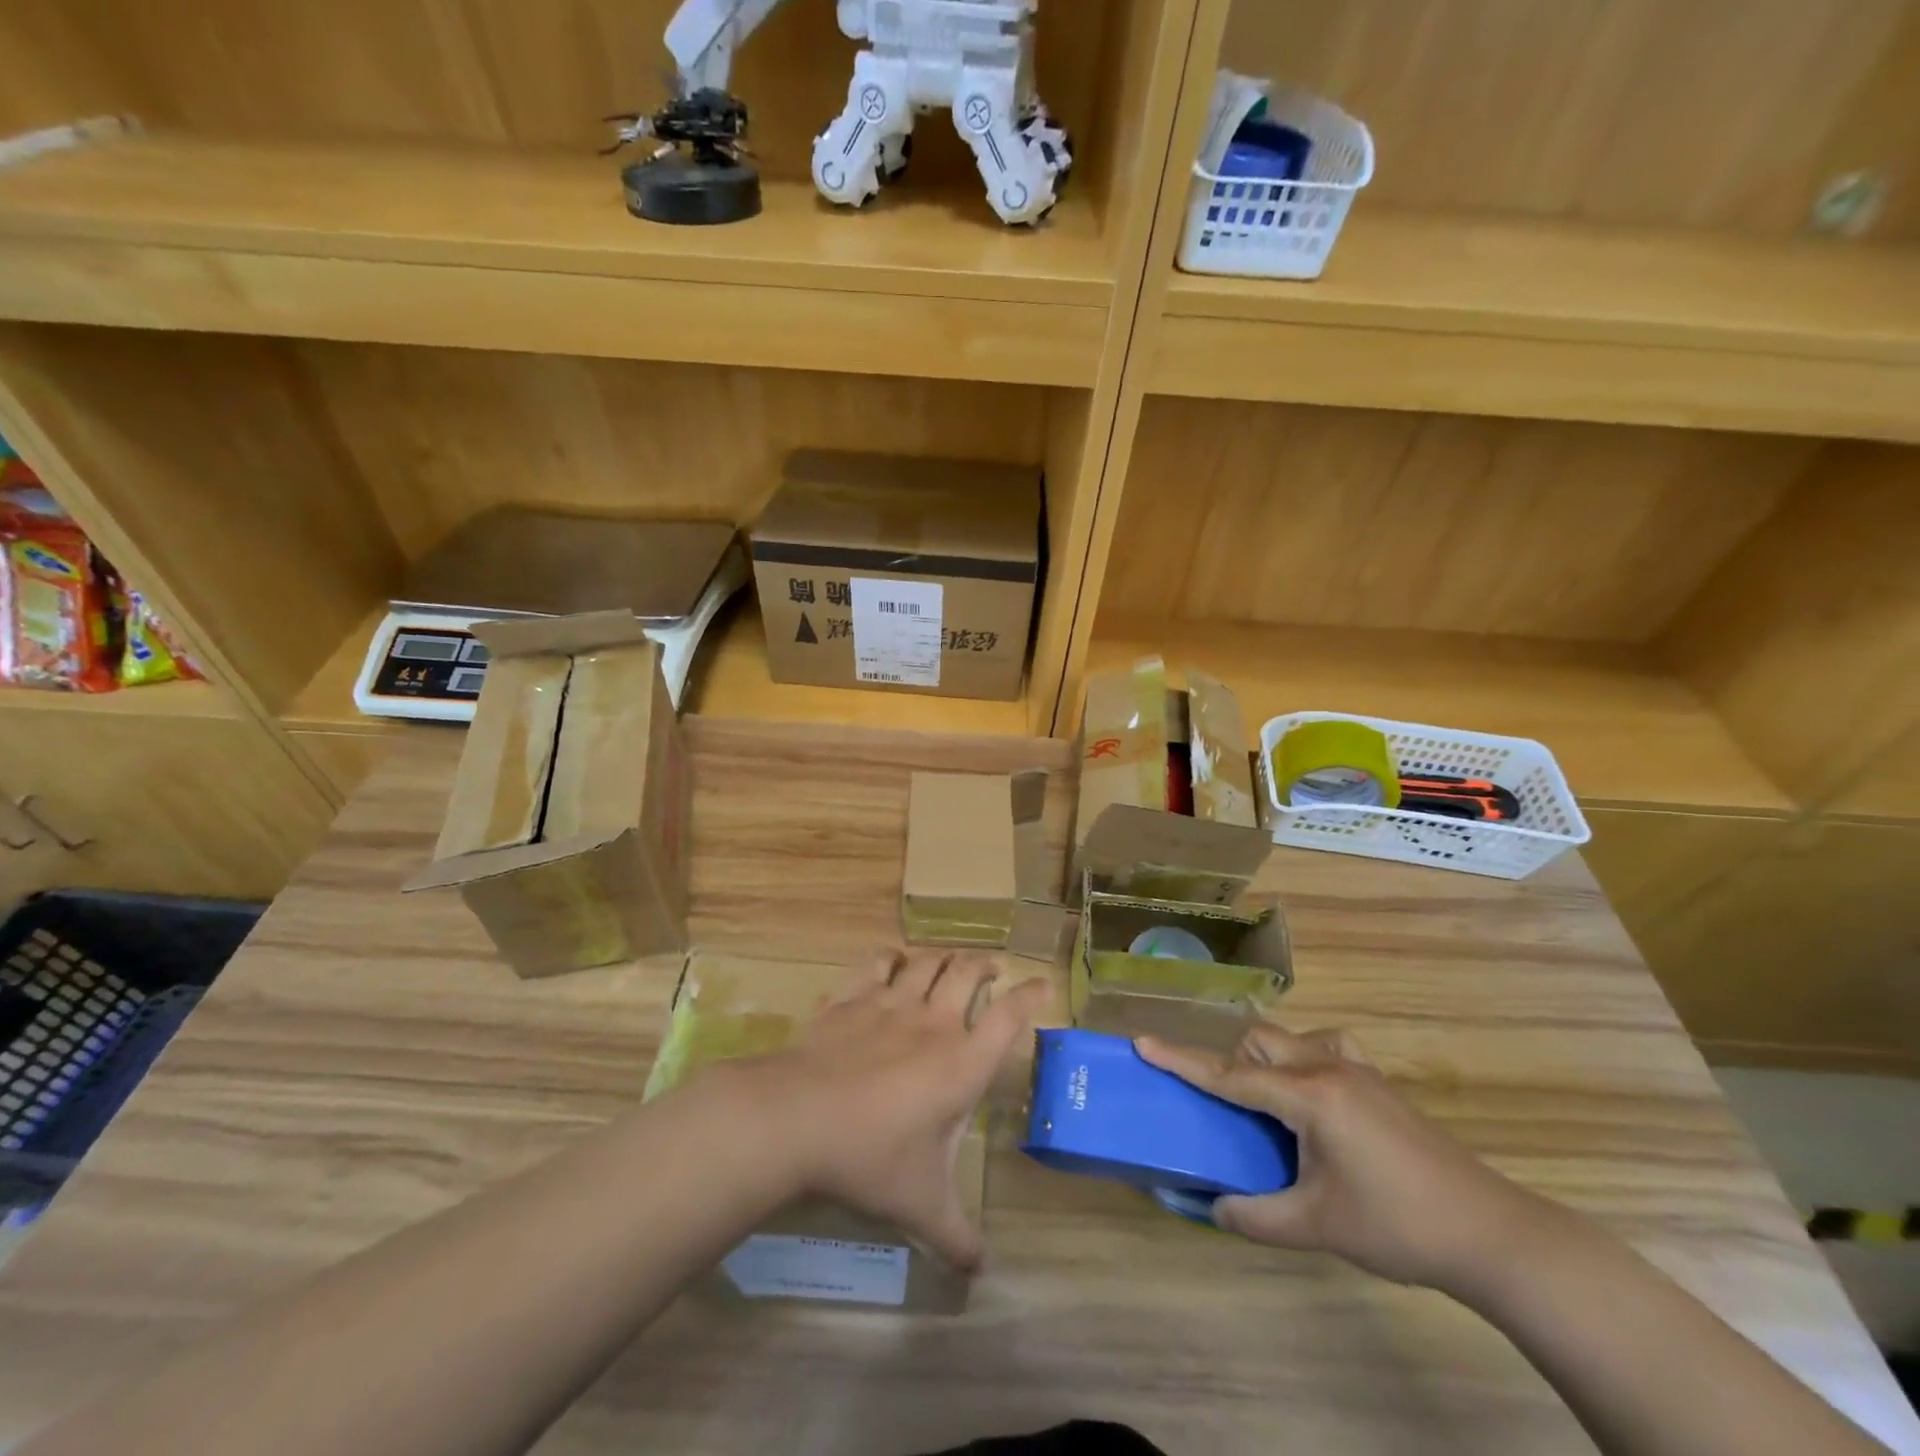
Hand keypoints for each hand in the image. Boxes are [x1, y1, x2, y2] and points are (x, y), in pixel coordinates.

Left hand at [738, 951, 1048, 1272]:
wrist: (797, 1118)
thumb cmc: (871, 1157)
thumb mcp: (921, 1206)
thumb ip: (956, 1236)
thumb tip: (981, 1271)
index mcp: (962, 1063)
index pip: (1009, 1017)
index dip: (1030, 996)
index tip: (1042, 986)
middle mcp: (933, 1022)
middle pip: (968, 973)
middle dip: (985, 965)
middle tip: (991, 968)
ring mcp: (890, 1003)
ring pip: (927, 961)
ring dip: (943, 956)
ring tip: (949, 960)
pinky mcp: (852, 997)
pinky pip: (877, 963)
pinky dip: (890, 957)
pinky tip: (892, 961)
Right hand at [1139, 1023, 1551, 1294]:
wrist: (1490, 1233)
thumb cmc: (1398, 1227)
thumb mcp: (1318, 1228)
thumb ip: (1256, 1216)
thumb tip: (1212, 1206)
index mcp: (1308, 1097)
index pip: (1230, 1075)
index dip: (1182, 1061)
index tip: (1142, 1042)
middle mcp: (1327, 1067)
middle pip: (1258, 1041)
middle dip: (1231, 1063)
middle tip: (1230, 1111)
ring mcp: (1356, 1069)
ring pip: (1290, 1038)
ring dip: (1266, 1059)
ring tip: (1270, 1106)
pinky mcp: (1377, 1081)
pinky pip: (1324, 1048)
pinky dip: (1303, 1061)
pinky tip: (1313, 1098)